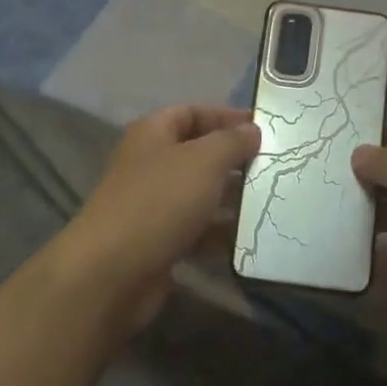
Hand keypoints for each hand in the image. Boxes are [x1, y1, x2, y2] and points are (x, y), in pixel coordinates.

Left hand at [55, 105, 259, 329]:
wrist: (111, 273)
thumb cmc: (159, 202)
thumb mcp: (204, 161)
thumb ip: (232, 141)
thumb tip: (252, 130)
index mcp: (153, 134)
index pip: (193, 112)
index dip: (227, 116)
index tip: (264, 128)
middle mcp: (150, 164)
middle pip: (199, 153)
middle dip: (235, 160)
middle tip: (275, 167)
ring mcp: (152, 205)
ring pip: (200, 194)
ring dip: (232, 198)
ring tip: (271, 202)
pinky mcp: (158, 241)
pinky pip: (197, 229)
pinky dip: (220, 232)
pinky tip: (250, 238)